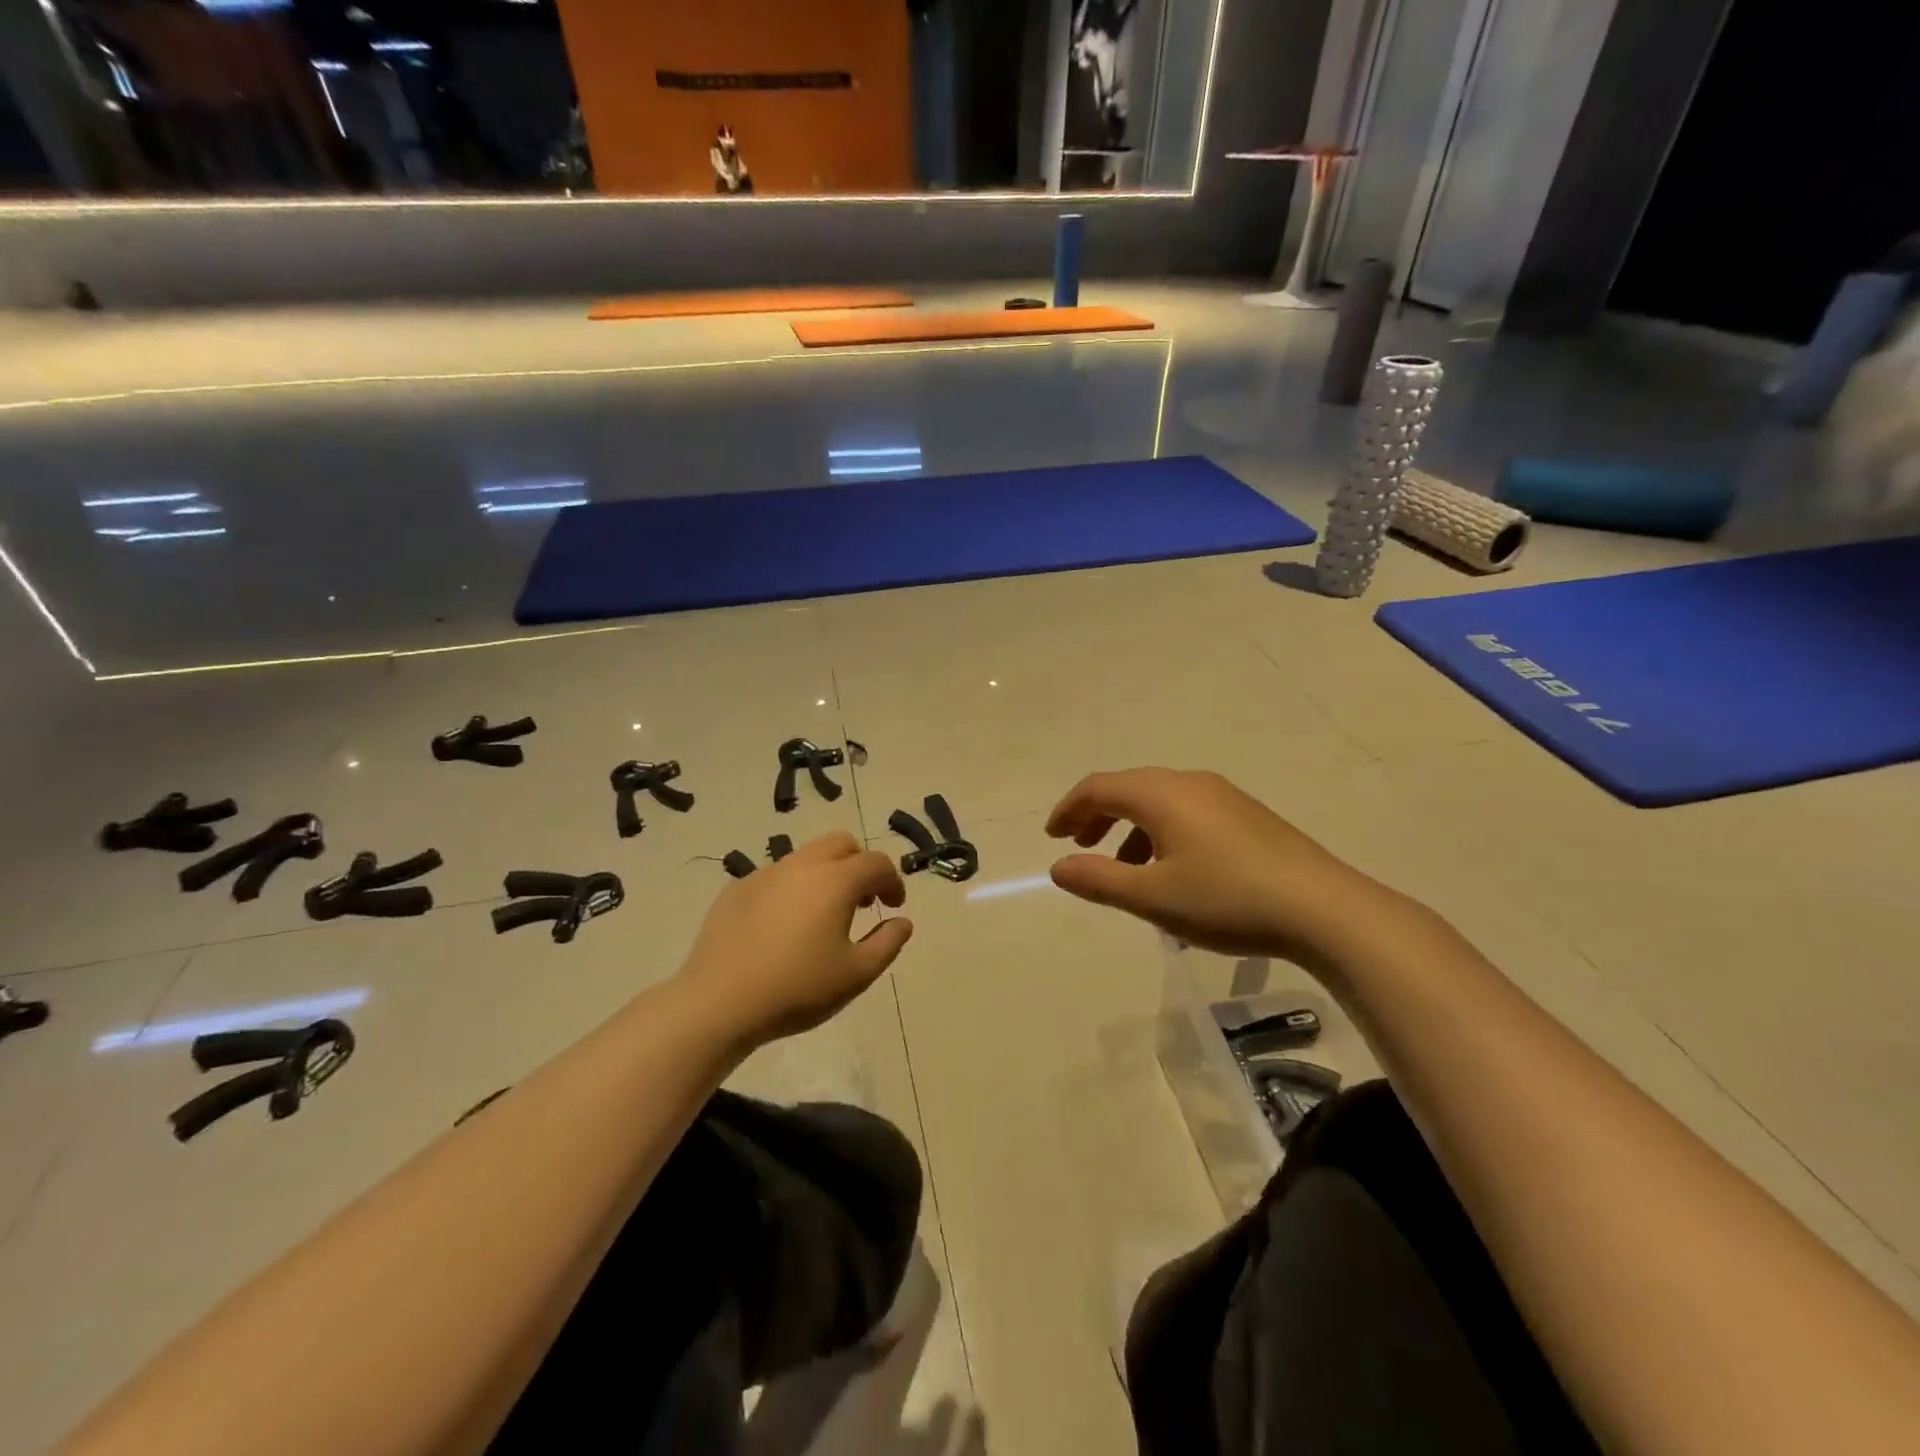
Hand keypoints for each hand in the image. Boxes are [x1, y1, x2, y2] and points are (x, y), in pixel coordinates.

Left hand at [677, 832, 911, 1047]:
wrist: (719, 1002)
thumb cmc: (797, 988)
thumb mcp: (857, 974)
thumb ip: (887, 943)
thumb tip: (902, 921)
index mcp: (836, 880)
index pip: (876, 863)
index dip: (892, 881)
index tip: (892, 907)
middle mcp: (802, 865)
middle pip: (841, 844)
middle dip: (859, 865)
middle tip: (861, 901)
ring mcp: (765, 874)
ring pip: (806, 856)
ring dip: (825, 874)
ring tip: (823, 914)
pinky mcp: (737, 889)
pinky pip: (775, 876)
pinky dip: (792, 889)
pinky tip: (782, 926)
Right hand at [1046, 768, 1380, 964]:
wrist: (1323, 908)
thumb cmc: (1227, 899)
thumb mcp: (1153, 897)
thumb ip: (1099, 880)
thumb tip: (1058, 868)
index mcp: (1161, 795)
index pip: (1099, 787)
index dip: (1069, 809)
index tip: (1052, 837)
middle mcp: (1188, 783)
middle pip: (1128, 788)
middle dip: (1097, 815)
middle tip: (1078, 846)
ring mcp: (1222, 796)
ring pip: (1159, 801)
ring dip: (1129, 827)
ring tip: (1121, 867)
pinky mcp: (1246, 814)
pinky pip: (1186, 811)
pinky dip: (1160, 831)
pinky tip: (1171, 869)